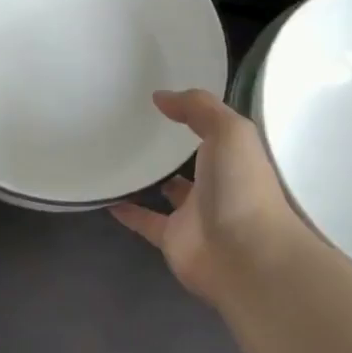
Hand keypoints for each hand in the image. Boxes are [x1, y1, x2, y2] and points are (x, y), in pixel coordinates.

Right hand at [110, 89, 300, 303]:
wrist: (245, 256)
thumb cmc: (242, 186)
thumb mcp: (229, 131)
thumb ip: (198, 107)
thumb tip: (161, 96)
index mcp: (235, 158)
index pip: (215, 133)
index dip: (197, 116)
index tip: (167, 100)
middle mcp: (218, 185)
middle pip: (194, 163)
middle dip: (175, 149)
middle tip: (139, 127)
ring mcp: (195, 215)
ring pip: (169, 193)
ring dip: (152, 179)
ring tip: (121, 157)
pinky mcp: (173, 239)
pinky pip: (146, 221)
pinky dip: (128, 211)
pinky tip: (107, 196)